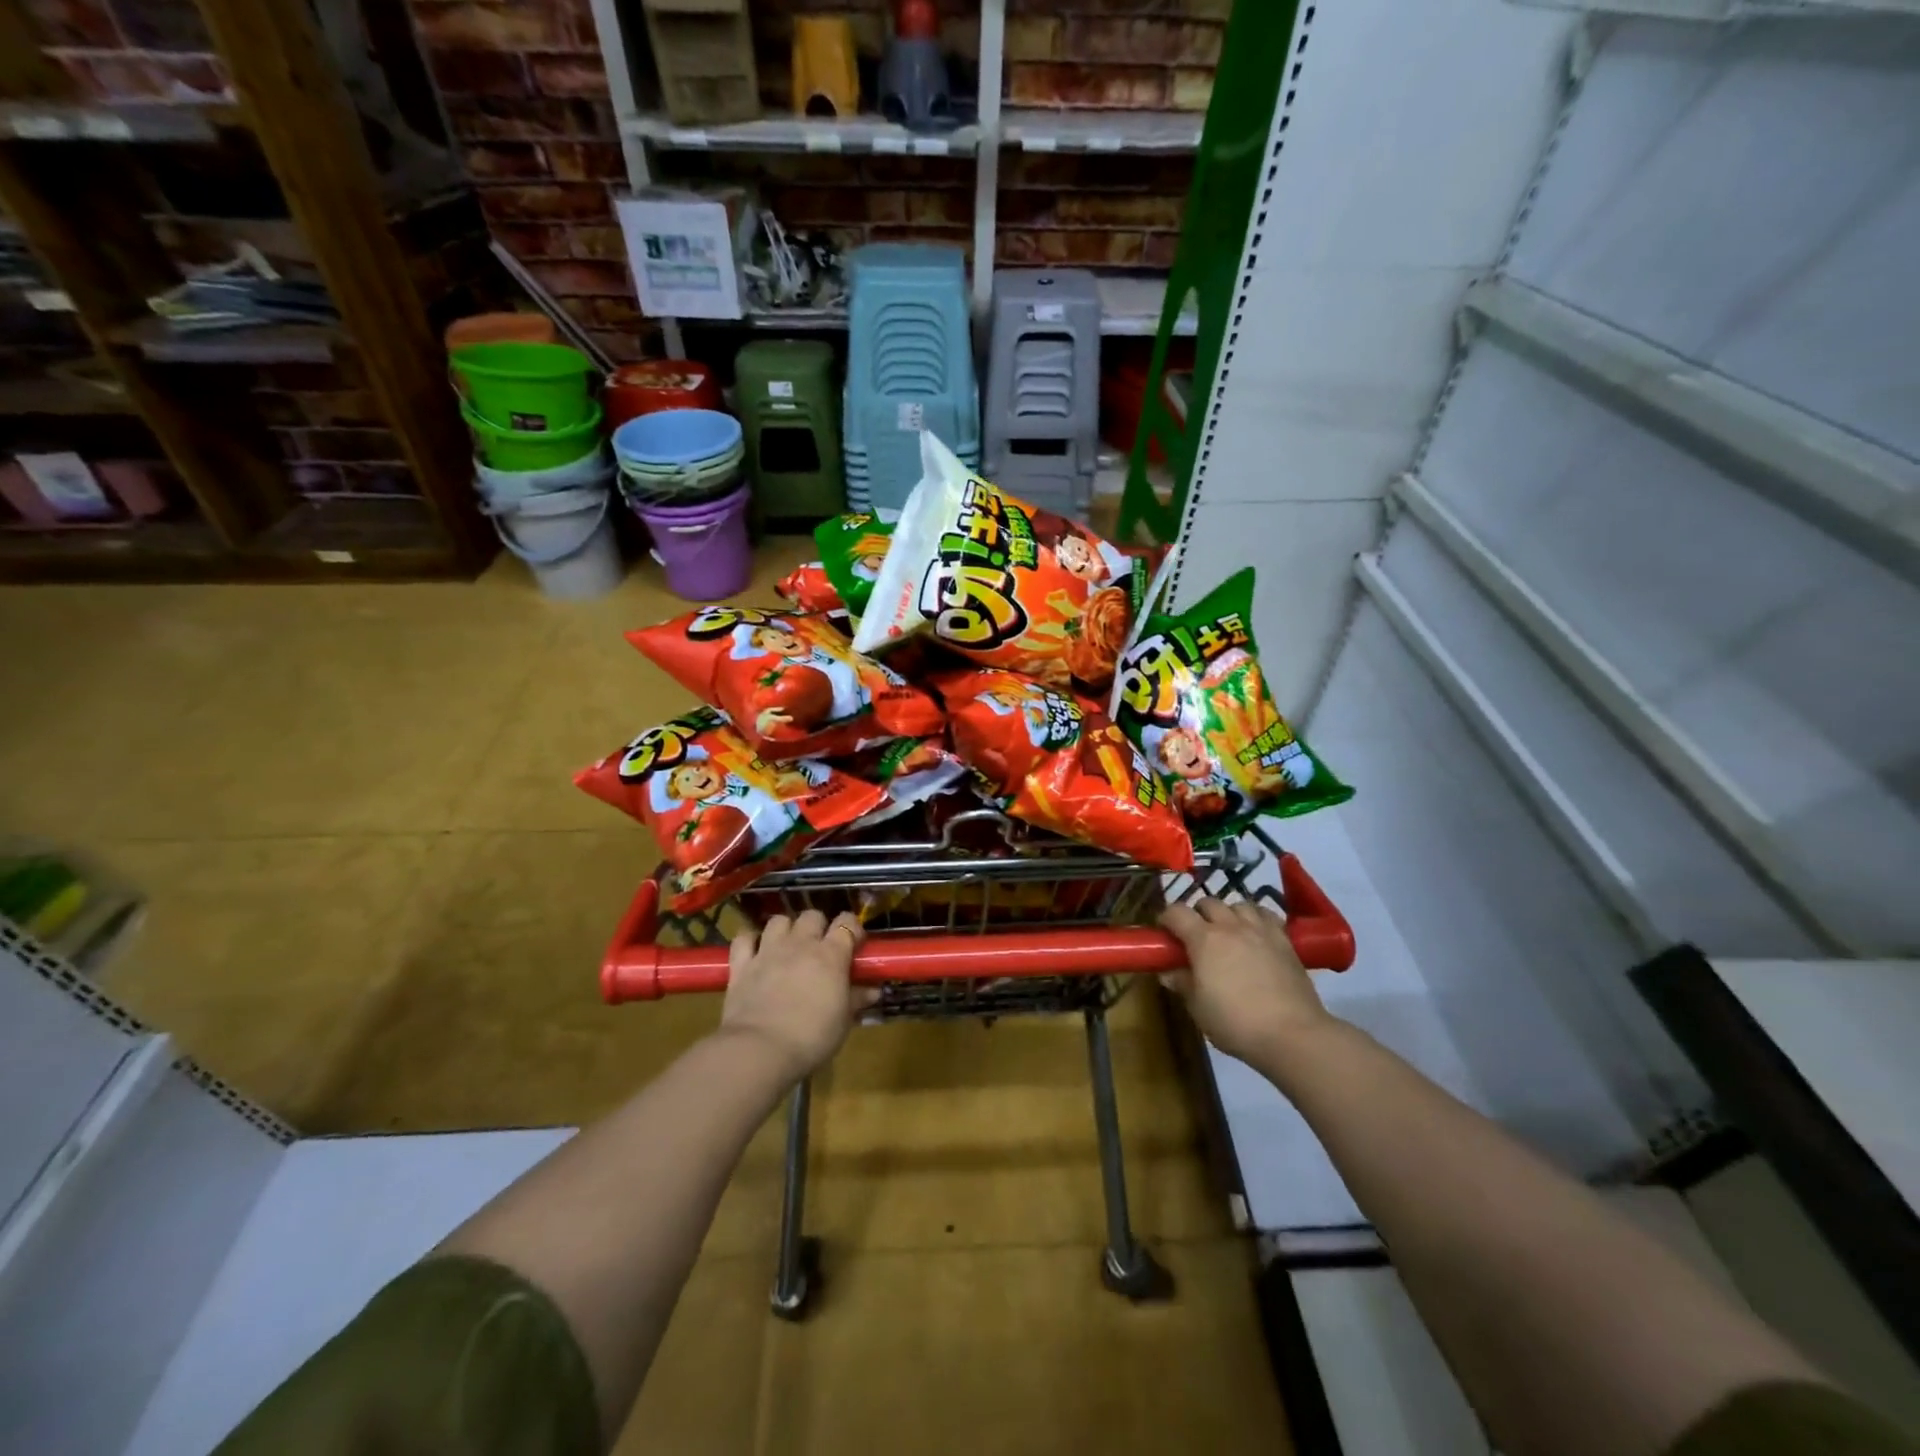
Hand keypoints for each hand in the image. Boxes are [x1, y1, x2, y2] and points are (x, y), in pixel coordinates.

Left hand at [719, 910, 878, 1082]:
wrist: (760, 1050)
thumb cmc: (811, 1038)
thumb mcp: (843, 1022)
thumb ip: (856, 1000)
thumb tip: (873, 990)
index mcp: (831, 955)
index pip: (846, 923)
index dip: (852, 929)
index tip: (854, 945)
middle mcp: (800, 944)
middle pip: (812, 916)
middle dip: (818, 927)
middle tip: (820, 949)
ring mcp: (768, 951)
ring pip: (779, 920)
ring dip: (786, 929)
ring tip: (788, 947)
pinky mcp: (741, 964)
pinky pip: (744, 938)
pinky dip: (750, 940)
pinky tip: (755, 951)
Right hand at [1159, 897, 1333, 1064]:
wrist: (1292, 1034)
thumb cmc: (1235, 1023)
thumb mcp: (1198, 1008)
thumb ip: (1182, 984)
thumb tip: (1168, 972)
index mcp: (1203, 939)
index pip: (1177, 912)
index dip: (1166, 918)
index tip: (1164, 933)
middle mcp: (1231, 926)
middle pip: (1208, 902)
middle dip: (1197, 914)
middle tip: (1196, 937)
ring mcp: (1260, 930)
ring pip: (1239, 904)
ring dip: (1228, 913)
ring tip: (1228, 932)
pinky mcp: (1285, 940)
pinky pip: (1266, 915)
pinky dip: (1256, 918)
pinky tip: (1256, 934)